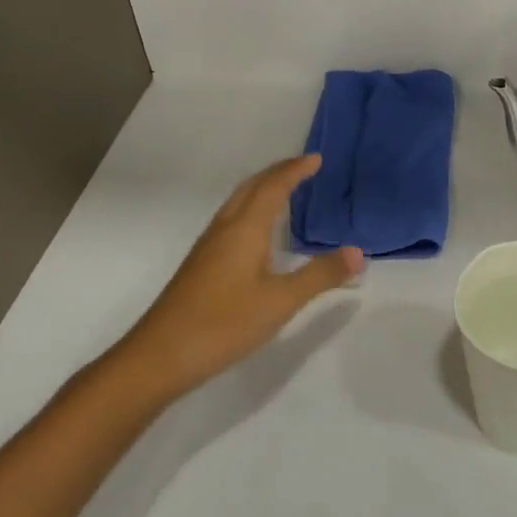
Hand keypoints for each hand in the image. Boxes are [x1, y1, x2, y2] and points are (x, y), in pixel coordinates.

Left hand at [118, 156, 363, 401]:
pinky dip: (251, 210)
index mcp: (244, 229)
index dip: (295, 170)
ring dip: (262, 189)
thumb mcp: (280, 302)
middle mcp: (224, 229)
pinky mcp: (200, 266)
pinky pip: (231, 220)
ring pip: (237, 203)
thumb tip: (358, 253)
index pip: (273, 187)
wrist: (159, 357)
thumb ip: (320, 276)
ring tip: (285, 191)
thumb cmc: (223, 323)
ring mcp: (208, 247)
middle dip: (277, 173)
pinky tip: (258, 234)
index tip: (317, 159)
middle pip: (251, 187)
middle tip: (304, 168)